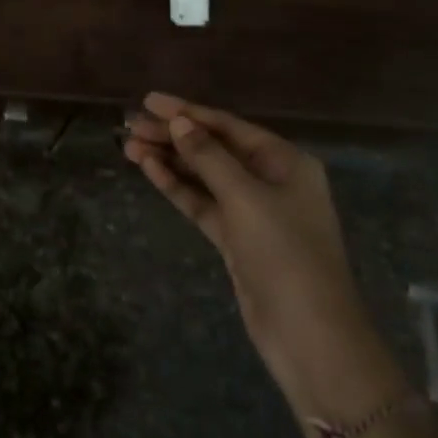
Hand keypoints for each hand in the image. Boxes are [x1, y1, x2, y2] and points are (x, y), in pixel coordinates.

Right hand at [125, 94, 402, 421]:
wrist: (309, 336)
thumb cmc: (286, 254)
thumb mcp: (247, 198)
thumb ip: (209, 158)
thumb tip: (179, 123)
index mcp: (285, 162)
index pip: (228, 126)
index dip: (188, 112)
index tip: (150, 101)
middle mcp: (270, 180)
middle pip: (214, 148)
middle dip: (173, 135)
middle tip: (131, 124)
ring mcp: (252, 211)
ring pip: (204, 176)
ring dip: (169, 160)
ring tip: (129, 146)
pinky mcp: (236, 239)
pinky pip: (202, 203)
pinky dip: (177, 187)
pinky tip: (150, 171)